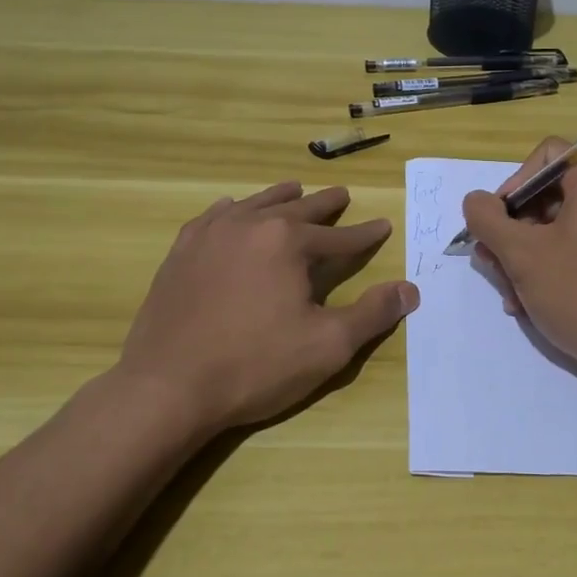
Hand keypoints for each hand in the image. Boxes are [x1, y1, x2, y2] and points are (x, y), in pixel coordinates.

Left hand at [114, 182, 417, 439]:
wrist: (167, 387)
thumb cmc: (255, 366)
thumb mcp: (328, 346)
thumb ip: (372, 314)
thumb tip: (410, 290)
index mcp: (288, 241)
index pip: (339, 236)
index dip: (365, 234)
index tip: (383, 225)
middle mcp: (249, 225)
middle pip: (297, 208)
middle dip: (325, 204)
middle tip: (343, 195)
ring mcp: (210, 235)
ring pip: (254, 205)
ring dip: (280, 198)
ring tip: (295, 189)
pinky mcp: (181, 253)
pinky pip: (213, 217)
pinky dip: (233, 210)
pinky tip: (233, 210)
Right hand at [463, 141, 576, 379]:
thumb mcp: (521, 253)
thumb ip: (487, 219)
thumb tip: (476, 201)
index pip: (546, 156)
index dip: (513, 184)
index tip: (496, 222)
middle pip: (549, 197)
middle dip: (513, 231)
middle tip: (491, 263)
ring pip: (560, 231)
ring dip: (525, 258)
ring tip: (509, 294)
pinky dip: (552, 271)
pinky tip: (531, 305)